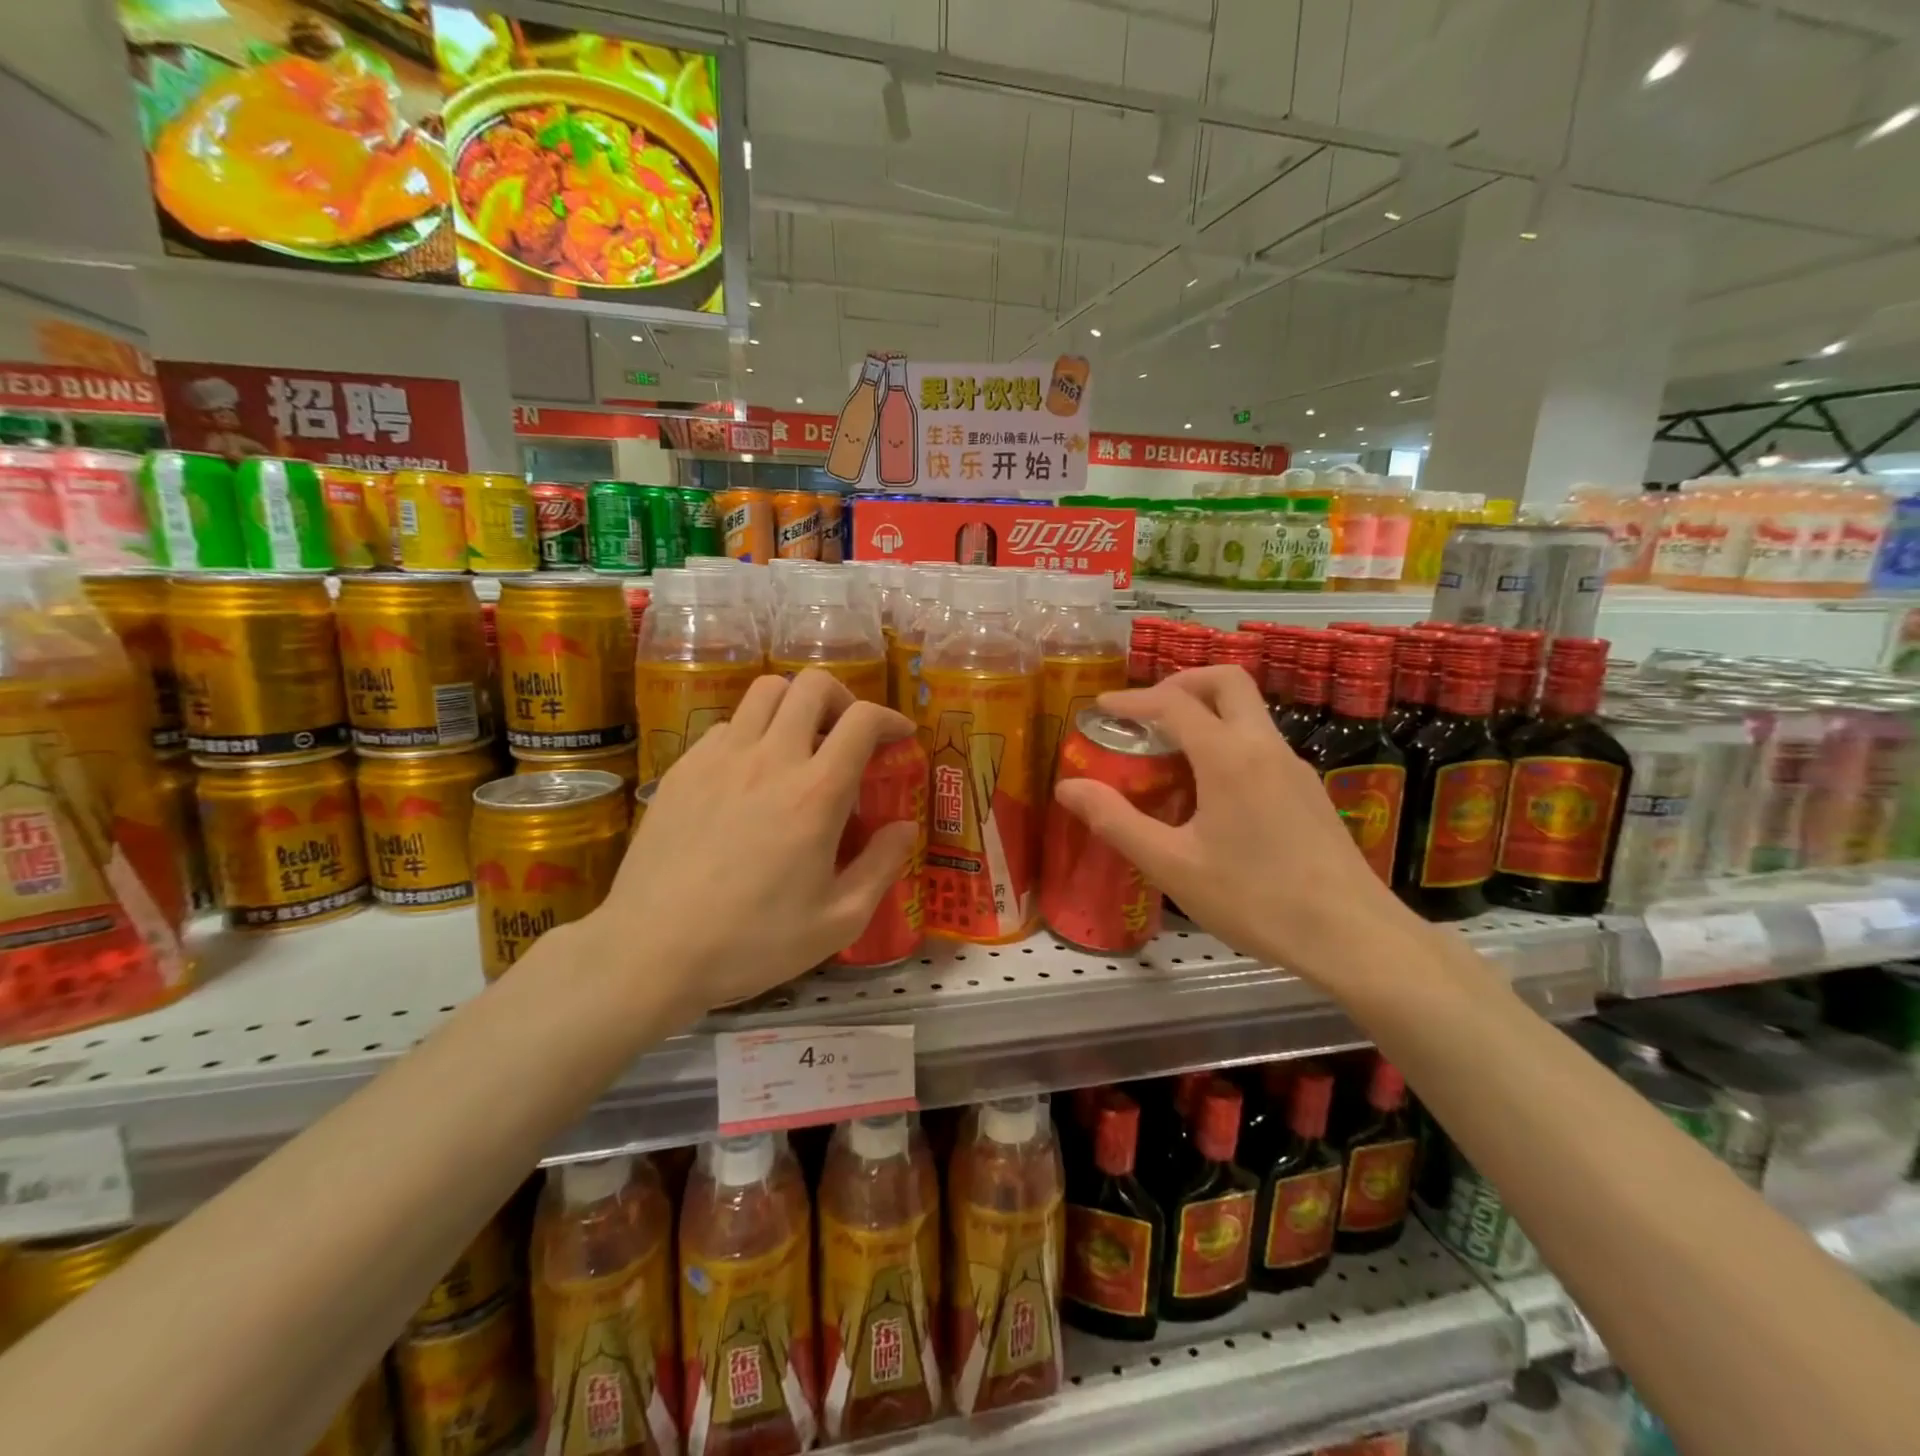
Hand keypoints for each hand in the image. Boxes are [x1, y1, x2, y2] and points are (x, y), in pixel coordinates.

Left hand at [589, 670, 920, 1016]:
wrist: (651, 951)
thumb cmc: (752, 942)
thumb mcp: (837, 921)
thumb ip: (881, 867)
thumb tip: (905, 827)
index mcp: (816, 794)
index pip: (861, 721)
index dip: (889, 718)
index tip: (900, 736)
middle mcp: (771, 759)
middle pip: (812, 686)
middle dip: (843, 699)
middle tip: (849, 733)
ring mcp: (720, 758)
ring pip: (765, 692)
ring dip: (795, 705)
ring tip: (801, 741)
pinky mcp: (683, 769)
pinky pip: (727, 725)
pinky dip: (752, 732)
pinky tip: (751, 774)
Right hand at [1052, 665, 1423, 987]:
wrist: (1352, 936)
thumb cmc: (1255, 899)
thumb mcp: (1171, 865)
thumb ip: (1116, 821)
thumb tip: (1067, 788)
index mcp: (1229, 757)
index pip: (1175, 704)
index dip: (1133, 700)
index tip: (1102, 707)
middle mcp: (1265, 747)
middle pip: (1227, 681)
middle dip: (1182, 683)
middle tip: (1147, 712)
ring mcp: (1294, 767)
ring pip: (1248, 712)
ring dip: (1206, 713)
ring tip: (1169, 753)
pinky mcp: (1309, 791)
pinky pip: (1260, 743)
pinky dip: (1227, 741)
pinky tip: (1210, 792)